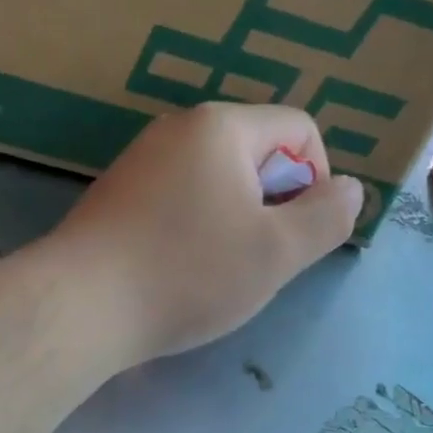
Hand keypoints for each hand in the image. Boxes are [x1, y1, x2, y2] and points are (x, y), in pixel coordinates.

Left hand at [47, 104, 363, 366]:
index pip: (299, 128)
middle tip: (262, 257)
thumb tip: (351, 190)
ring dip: (238, 219)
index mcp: (222, 128)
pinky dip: (198, 226)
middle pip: (257, 151)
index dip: (317, 179)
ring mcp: (143, 159)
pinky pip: (181, 196)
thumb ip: (326, 217)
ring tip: (221, 269)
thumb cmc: (189, 272)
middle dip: (275, 202)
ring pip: (219, 178)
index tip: (299, 232)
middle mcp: (179, 129)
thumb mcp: (277, 252)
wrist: (81, 305)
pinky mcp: (119, 193)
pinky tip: (182, 268)